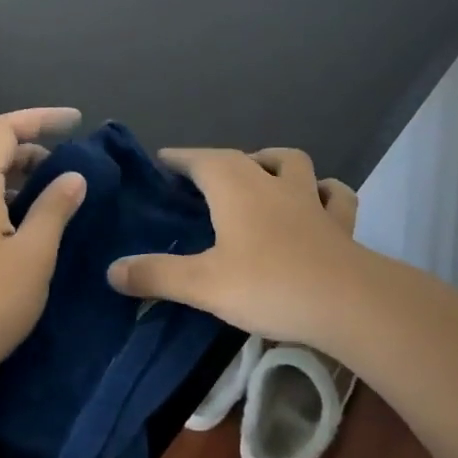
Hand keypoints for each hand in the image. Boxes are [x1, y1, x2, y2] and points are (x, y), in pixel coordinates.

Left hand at [0, 108, 86, 391]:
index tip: (77, 122)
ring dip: (15, 176)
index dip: (42, 118)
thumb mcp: (33, 254)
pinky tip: (18, 227)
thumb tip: (73, 177)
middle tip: (68, 167)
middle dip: (30, 148)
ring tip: (49, 197)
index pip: (4, 129)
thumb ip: (55, 208)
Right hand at [108, 147, 366, 350]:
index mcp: (235, 188)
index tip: (162, 160)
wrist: (346, 301)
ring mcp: (309, 199)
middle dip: (215, 161)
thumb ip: (156, 275)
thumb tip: (111, 269)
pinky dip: (324, 191)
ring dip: (271, 162)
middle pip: (239, 157)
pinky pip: (334, 195)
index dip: (180, 158)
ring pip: (291, 162)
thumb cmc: (268, 285)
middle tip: (199, 178)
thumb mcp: (203, 284)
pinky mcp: (339, 222)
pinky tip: (319, 200)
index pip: (200, 160)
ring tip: (259, 175)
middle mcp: (271, 182)